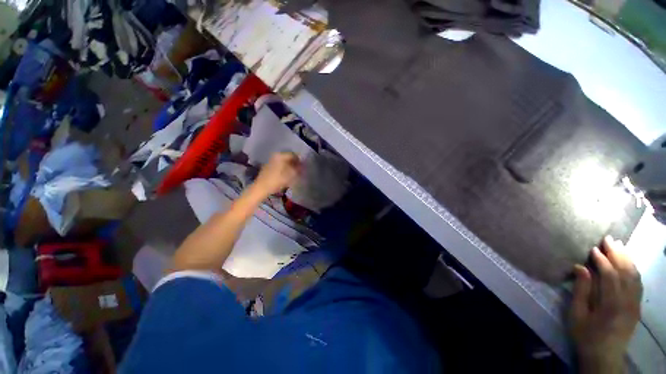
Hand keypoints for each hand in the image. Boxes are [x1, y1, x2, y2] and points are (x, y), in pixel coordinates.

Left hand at [252, 152, 301, 196]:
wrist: (261, 188)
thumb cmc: (276, 181)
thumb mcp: (290, 175)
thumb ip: (297, 169)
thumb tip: (302, 166)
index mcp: (280, 156)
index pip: (293, 155)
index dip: (299, 160)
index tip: (304, 167)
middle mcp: (275, 156)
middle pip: (288, 158)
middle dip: (295, 164)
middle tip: (300, 171)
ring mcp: (271, 161)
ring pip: (284, 162)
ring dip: (290, 167)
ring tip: (295, 174)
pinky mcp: (268, 167)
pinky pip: (279, 166)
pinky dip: (285, 169)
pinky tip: (287, 175)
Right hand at [570, 236, 641, 373]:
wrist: (604, 356)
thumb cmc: (586, 335)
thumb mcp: (577, 315)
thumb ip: (581, 291)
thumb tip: (581, 268)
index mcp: (612, 305)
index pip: (610, 276)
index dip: (602, 261)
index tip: (593, 249)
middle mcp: (628, 302)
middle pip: (626, 273)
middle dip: (618, 254)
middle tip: (609, 239)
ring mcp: (635, 304)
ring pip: (635, 276)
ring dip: (627, 259)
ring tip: (619, 246)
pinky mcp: (637, 306)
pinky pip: (638, 283)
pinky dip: (634, 270)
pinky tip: (628, 263)